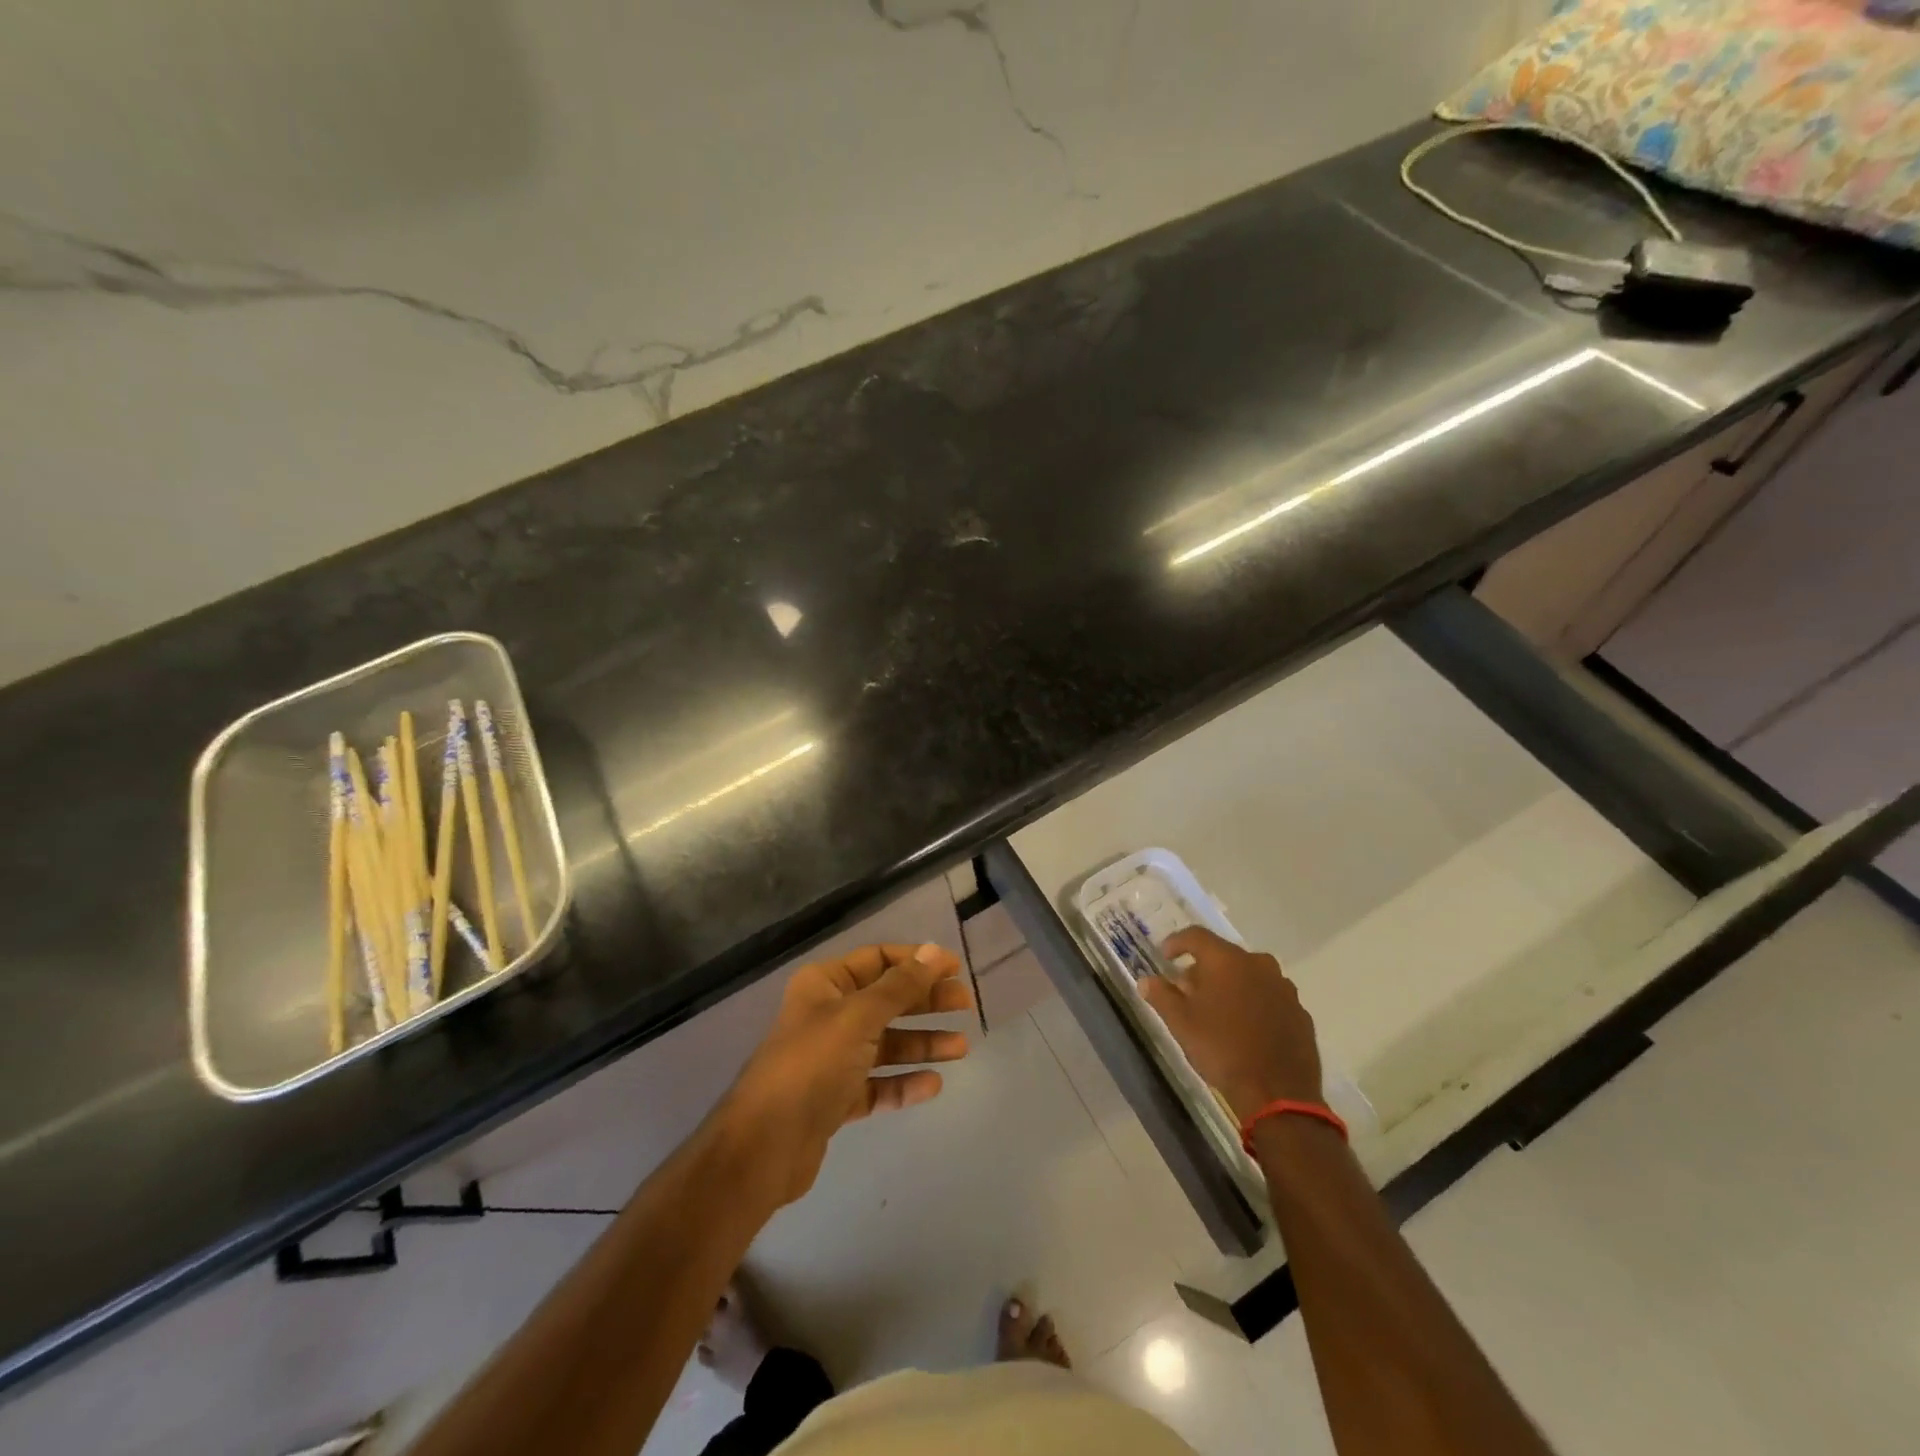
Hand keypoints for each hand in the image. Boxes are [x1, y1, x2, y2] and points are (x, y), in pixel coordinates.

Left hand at [715, 943, 971, 1206]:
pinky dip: (903, 1084)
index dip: (916, 962)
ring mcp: (832, 1060)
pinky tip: (933, 1085)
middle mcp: (828, 1016)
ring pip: (886, 1044)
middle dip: (925, 1001)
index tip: (955, 969)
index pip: (878, 959)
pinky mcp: (836, 1099)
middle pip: (886, 1001)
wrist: (764, 1146)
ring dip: (922, 1044)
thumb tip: (933, 951)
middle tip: (965, 1005)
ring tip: (961, 1049)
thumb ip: (900, 986)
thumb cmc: (812, 1065)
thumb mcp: (859, 1017)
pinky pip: (878, 1084)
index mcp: (825, 985)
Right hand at [1140, 927, 1322, 1121]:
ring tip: (1217, 1011)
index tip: (1164, 956)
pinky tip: (1245, 1028)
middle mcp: (1259, 965)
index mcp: (1227, 961)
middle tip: (1188, 992)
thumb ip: (1161, 996)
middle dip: (1203, 969)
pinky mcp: (1300, 1012)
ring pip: (1249, 976)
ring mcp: (1283, 988)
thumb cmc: (1222, 1049)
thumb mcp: (1180, 1023)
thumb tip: (1146, 981)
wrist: (1278, 1094)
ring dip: (1231, 986)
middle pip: (1224, 956)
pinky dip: (1254, 1004)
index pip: (1196, 936)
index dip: (1176, 942)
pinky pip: (1269, 997)